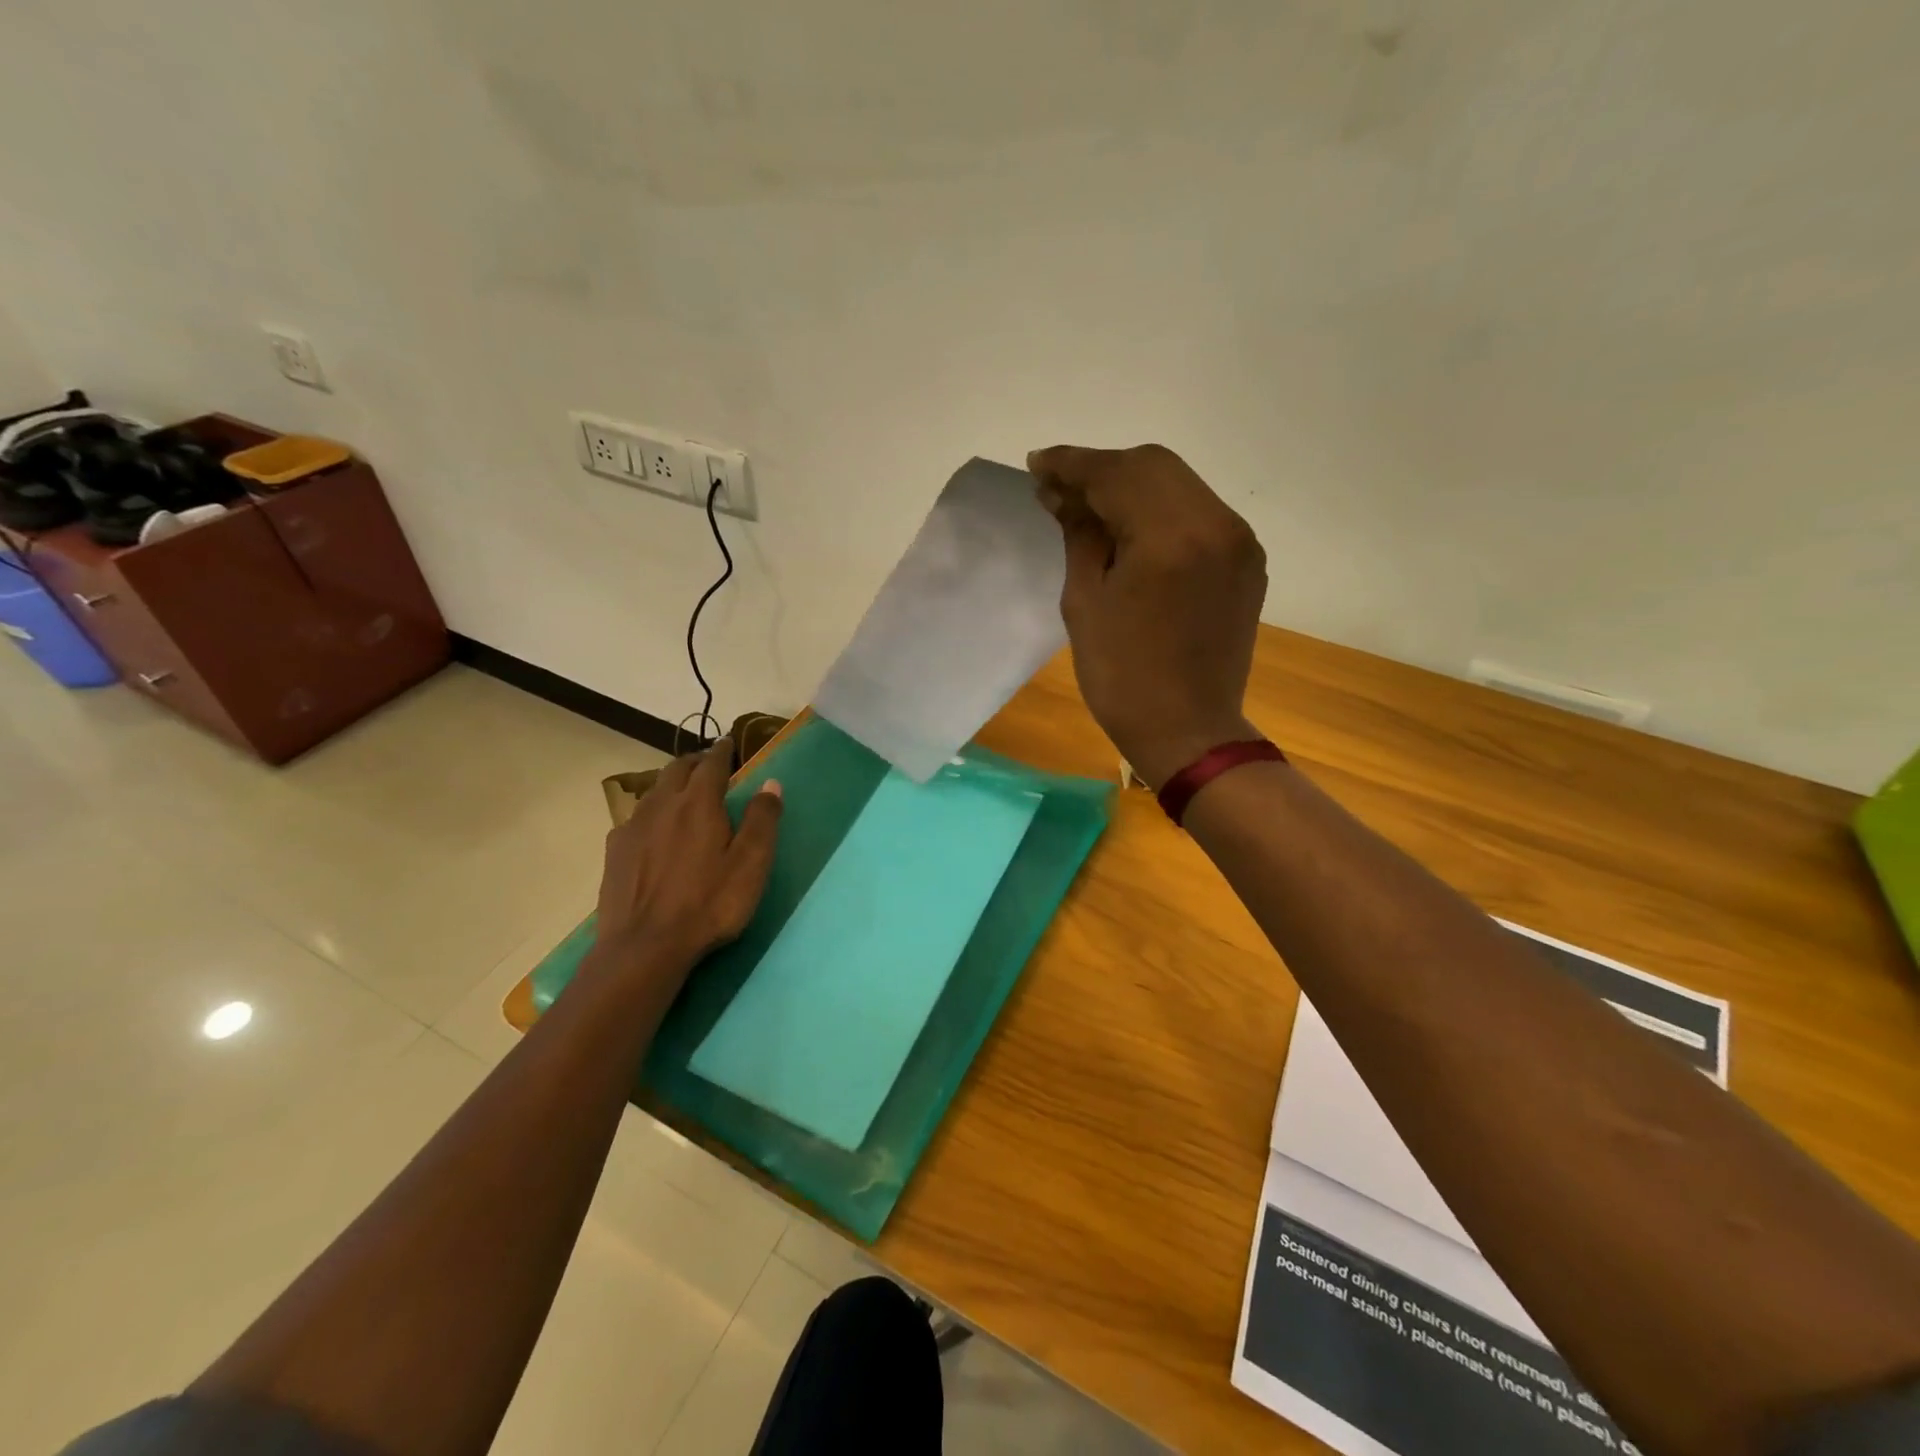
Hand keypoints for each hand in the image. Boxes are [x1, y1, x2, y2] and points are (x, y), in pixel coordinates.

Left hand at [592, 743, 783, 979]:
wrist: (644, 948)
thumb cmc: (708, 904)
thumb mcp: (750, 864)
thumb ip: (762, 820)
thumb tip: (771, 783)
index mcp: (698, 803)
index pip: (712, 764)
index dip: (722, 750)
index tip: (728, 743)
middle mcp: (662, 805)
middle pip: (677, 769)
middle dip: (695, 762)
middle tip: (709, 765)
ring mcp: (633, 827)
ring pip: (653, 791)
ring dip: (671, 784)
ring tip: (683, 794)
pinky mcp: (615, 852)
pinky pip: (635, 818)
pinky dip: (652, 812)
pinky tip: (655, 831)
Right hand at [1028, 443, 1265, 787]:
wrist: (1188, 731)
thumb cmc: (1122, 677)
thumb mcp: (1084, 602)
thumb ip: (1078, 535)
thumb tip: (1062, 494)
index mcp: (1170, 537)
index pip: (1116, 474)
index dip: (1072, 464)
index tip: (1036, 466)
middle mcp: (1215, 524)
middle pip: (1153, 465)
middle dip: (1102, 469)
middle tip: (1059, 488)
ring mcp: (1238, 541)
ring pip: (1179, 484)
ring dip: (1131, 485)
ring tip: (1090, 506)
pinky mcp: (1245, 560)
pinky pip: (1199, 512)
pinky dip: (1161, 509)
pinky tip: (1132, 528)